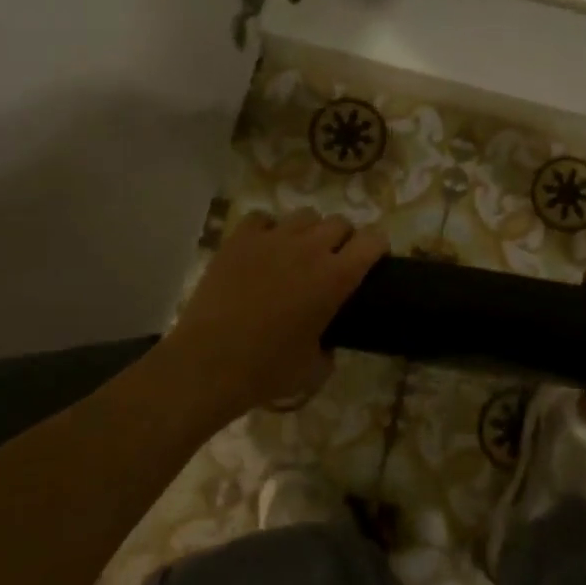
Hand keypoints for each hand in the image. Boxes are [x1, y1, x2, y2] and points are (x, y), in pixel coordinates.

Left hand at [164, 209, 386, 423]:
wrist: (208, 363)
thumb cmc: (266, 370)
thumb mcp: (313, 368)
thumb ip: (329, 349)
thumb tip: (327, 345)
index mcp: (336, 278)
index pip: (373, 240)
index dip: (377, 247)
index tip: (371, 260)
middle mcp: (310, 248)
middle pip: (339, 222)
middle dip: (342, 239)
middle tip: (331, 262)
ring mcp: (273, 239)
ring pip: (305, 215)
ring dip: (308, 232)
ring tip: (295, 253)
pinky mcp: (240, 239)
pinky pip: (263, 218)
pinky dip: (267, 230)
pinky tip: (262, 250)